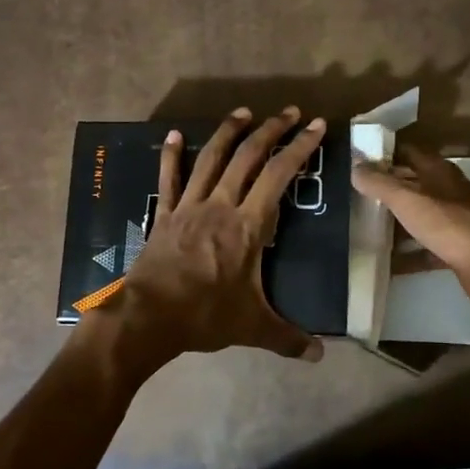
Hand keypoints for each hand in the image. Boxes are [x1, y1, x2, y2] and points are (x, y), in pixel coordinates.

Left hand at [113, 108, 327, 364]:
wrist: (149, 317)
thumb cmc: (205, 316)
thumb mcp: (253, 327)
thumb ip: (288, 338)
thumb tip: (320, 356)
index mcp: (248, 226)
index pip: (279, 176)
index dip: (299, 148)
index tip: (315, 126)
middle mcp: (221, 205)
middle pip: (248, 157)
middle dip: (271, 130)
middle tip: (288, 112)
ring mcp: (189, 207)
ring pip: (211, 159)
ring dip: (228, 132)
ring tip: (243, 112)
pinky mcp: (164, 215)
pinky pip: (168, 180)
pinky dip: (172, 156)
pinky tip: (175, 136)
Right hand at [352, 142, 469, 313]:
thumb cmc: (448, 225)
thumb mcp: (407, 200)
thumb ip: (380, 183)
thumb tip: (355, 167)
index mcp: (440, 172)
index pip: (409, 152)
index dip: (385, 153)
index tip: (359, 160)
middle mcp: (450, 191)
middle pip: (414, 184)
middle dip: (388, 188)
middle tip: (356, 194)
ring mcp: (456, 220)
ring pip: (420, 215)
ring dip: (397, 220)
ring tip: (366, 226)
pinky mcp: (458, 248)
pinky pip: (426, 246)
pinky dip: (409, 252)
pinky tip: (388, 261)